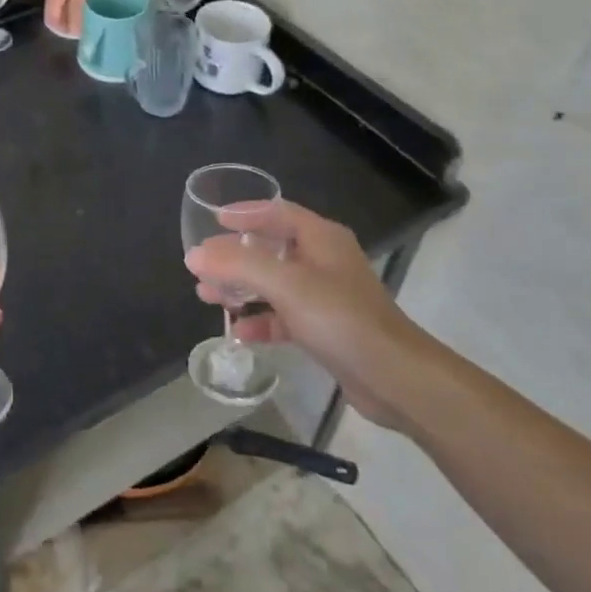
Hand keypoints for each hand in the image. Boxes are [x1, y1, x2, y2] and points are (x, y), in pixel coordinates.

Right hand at [185, 201, 432, 429]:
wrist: (396, 379)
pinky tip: (237, 332)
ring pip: (273, 283)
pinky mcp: (326, 329)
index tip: (212, 219)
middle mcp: (324, 261)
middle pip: (270, 248)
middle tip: (202, 266)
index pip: (276, 212)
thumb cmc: (341, 318)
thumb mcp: (286, 284)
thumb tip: (194, 255)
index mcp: (321, 238)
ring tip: (207, 296)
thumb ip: (237, 265)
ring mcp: (325, 296)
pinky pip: (284, 316)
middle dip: (234, 257)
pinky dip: (260, 320)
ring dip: (241, 288)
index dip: (244, 213)